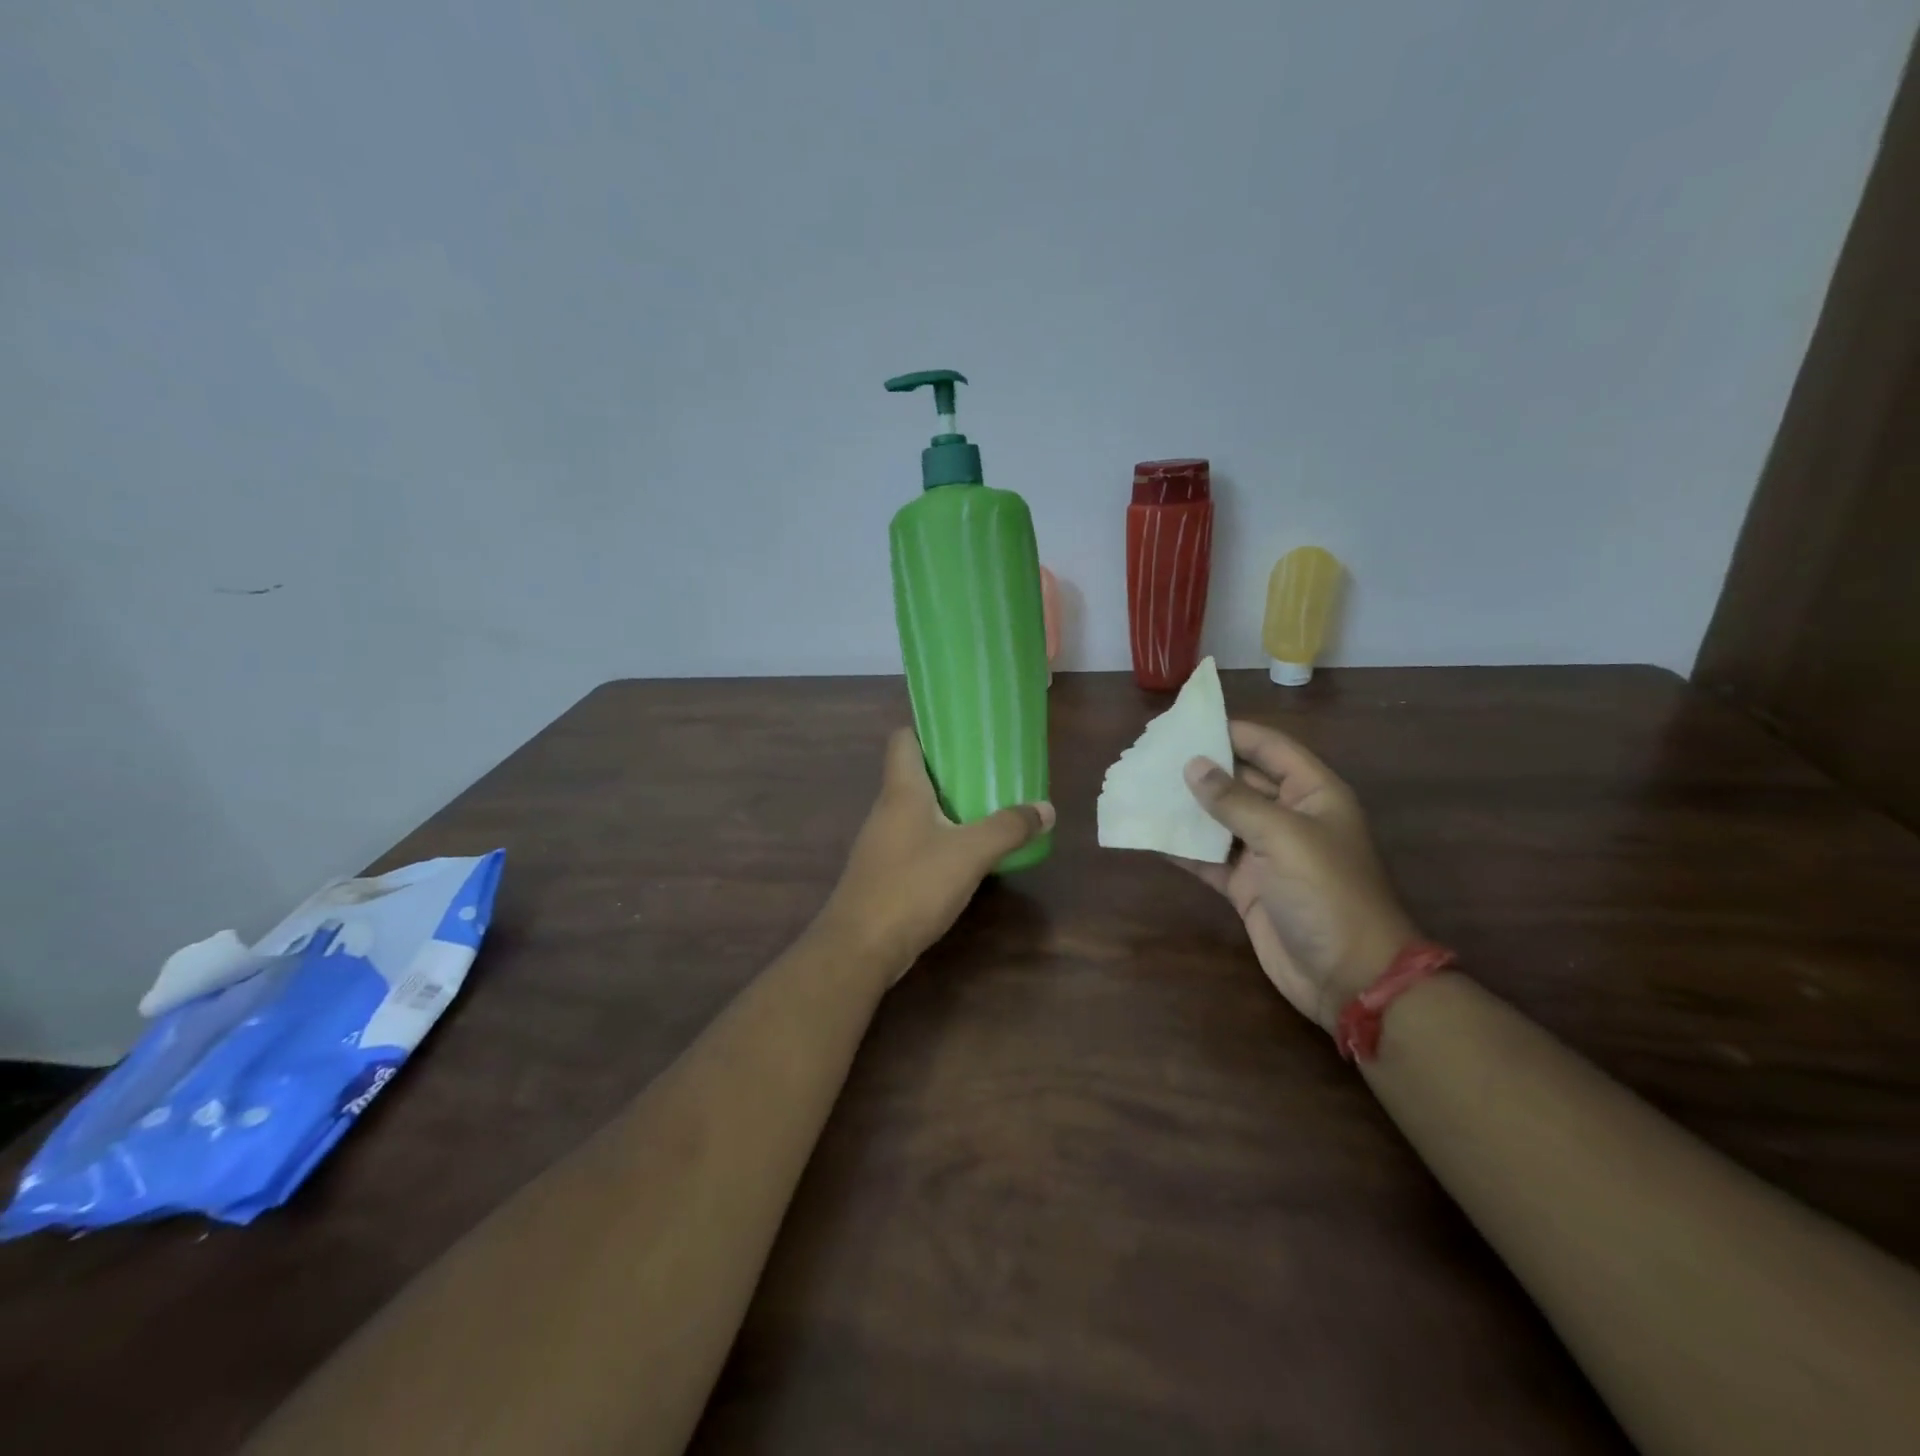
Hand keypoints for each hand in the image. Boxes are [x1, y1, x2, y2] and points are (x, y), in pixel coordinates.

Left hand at [822, 729, 1053, 980]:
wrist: (860, 947)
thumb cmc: (912, 886)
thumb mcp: (970, 853)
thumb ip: (1008, 828)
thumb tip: (1046, 808)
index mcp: (901, 790)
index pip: (904, 739)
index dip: (928, 730)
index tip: (963, 731)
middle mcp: (886, 809)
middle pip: (914, 774)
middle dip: (951, 770)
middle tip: (991, 770)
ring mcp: (882, 842)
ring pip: (916, 810)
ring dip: (947, 806)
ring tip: (986, 807)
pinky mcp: (884, 872)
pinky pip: (915, 840)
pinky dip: (940, 837)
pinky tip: (966, 853)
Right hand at [1174, 720, 1416, 1032]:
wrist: (1348, 977)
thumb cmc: (1327, 893)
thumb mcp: (1283, 837)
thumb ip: (1235, 800)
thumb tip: (1192, 765)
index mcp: (1313, 794)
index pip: (1270, 748)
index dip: (1232, 731)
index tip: (1187, 722)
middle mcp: (1289, 817)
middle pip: (1241, 781)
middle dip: (1202, 767)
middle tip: (1154, 753)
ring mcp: (1266, 853)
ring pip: (1220, 819)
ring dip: (1187, 806)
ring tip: (1144, 787)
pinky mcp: (1247, 886)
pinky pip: (1209, 858)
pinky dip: (1183, 847)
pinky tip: (1151, 833)